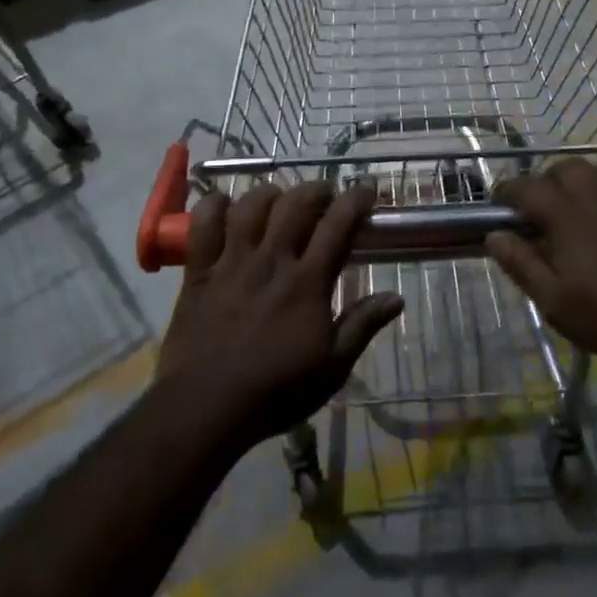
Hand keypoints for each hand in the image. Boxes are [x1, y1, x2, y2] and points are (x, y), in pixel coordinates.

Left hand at [155, 182, 402, 457]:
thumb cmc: (276, 391)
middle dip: (315, 189)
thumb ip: (363, 325)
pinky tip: (223, 205)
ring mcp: (232, 262)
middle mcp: (272, 260)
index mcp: (307, 282)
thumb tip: (397, 297)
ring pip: (251, 206)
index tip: (366, 189)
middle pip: (295, 204)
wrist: (206, 407)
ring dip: (269, 194)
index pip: (337, 225)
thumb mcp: (332, 367)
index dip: (355, 200)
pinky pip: (203, 225)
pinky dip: (213, 206)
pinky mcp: (199, 271)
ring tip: (277, 199)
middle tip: (324, 193)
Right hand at [486, 160, 596, 376]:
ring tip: (594, 199)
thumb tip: (494, 235)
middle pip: (570, 168)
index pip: (528, 187)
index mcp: (568, 218)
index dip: (508, 191)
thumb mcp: (554, 302)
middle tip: (547, 206)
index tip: (501, 204)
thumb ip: (521, 265)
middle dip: (551, 180)